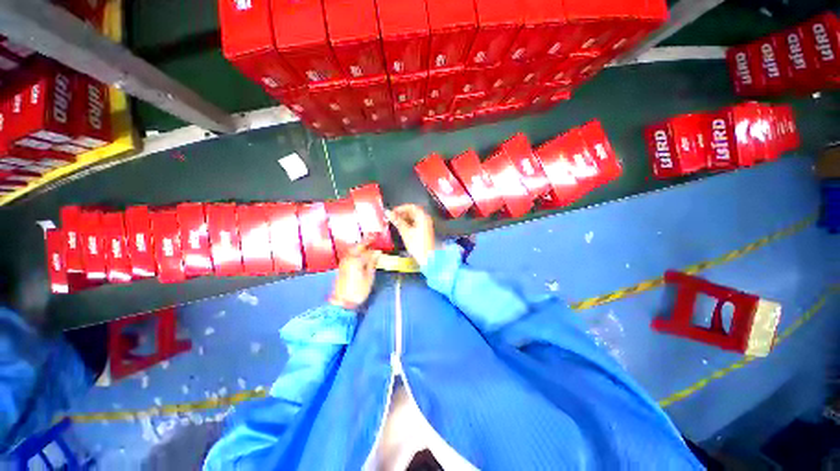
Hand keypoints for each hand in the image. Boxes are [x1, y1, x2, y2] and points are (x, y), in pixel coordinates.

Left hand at [329, 243, 380, 310]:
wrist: (342, 302)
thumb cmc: (358, 290)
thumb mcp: (369, 277)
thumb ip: (372, 263)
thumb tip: (377, 253)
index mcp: (356, 260)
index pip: (368, 252)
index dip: (375, 249)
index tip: (380, 247)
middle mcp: (348, 258)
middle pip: (357, 247)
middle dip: (365, 243)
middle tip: (373, 239)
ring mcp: (344, 262)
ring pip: (352, 250)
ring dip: (360, 247)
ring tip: (368, 247)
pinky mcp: (342, 267)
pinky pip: (350, 256)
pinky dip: (356, 253)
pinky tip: (361, 256)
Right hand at [388, 204, 435, 265]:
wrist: (427, 258)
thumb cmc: (418, 245)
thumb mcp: (405, 232)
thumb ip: (397, 221)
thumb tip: (388, 213)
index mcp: (423, 217)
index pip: (411, 206)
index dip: (400, 208)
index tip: (392, 212)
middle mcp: (426, 219)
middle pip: (413, 211)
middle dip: (402, 213)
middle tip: (393, 217)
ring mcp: (426, 224)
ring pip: (414, 217)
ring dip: (404, 218)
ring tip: (396, 223)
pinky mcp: (425, 230)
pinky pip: (416, 223)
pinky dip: (408, 223)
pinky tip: (402, 228)